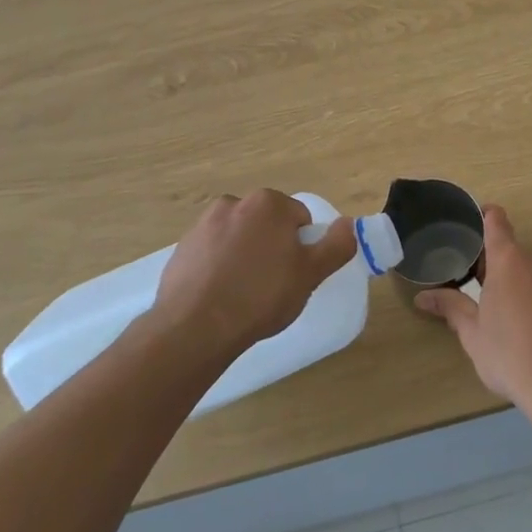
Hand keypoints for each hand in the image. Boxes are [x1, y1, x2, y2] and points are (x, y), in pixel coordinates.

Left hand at [152, 191, 357, 356]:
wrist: (193, 328)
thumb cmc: (261, 297)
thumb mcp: (311, 274)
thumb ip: (336, 245)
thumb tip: (349, 224)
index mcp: (268, 203)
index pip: (299, 219)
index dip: (302, 247)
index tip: (295, 274)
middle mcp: (234, 203)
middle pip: (267, 224)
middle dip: (273, 248)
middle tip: (273, 285)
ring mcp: (203, 225)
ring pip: (239, 238)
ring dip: (245, 256)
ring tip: (244, 294)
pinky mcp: (182, 248)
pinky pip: (212, 253)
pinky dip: (219, 267)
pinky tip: (220, 296)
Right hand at [417, 206, 531, 415]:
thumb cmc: (511, 355)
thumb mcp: (473, 334)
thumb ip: (450, 307)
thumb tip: (422, 296)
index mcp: (509, 260)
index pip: (495, 220)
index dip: (482, 216)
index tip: (468, 225)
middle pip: (512, 251)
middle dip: (495, 267)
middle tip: (477, 291)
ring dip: (518, 284)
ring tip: (504, 316)